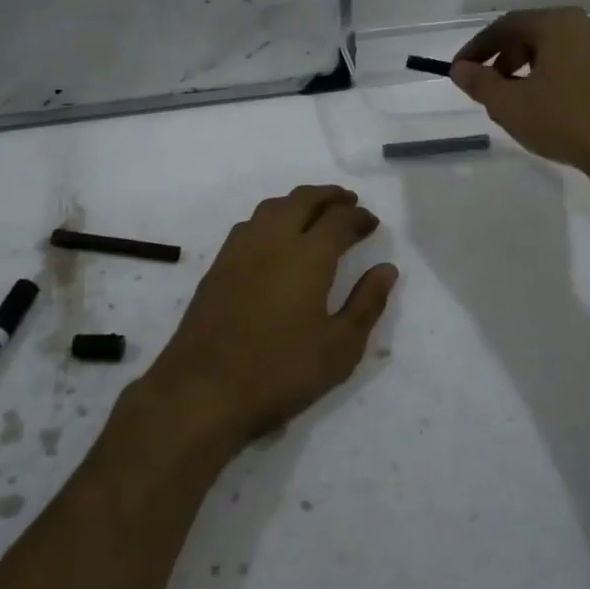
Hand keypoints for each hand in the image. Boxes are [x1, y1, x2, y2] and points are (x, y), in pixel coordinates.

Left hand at [141, 185, 398, 451]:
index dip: (358, 216)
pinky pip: (249, 225)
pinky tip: (275, 239)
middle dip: (329, 196)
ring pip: (272, 207)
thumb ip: (366, 304)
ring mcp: (239, 251)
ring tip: (314, 214)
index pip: (338, 219)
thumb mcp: (340, 348)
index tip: (372, 223)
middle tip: (348, 203)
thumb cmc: (280, 373)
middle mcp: (272, 241)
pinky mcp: (217, 267)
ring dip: (298, 202)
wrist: (202, 391)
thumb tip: (386, 269)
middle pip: (302, 200)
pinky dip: (271, 218)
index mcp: (308, 256)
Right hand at [450, 8, 589, 179]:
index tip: (461, 69)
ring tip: (521, 101)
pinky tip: (556, 107)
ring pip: (562, 52)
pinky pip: (584, 67)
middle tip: (490, 88)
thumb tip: (460, 69)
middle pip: (537, 35)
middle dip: (506, 60)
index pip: (507, 26)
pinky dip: (562, 79)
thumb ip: (480, 83)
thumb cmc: (563, 121)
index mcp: (560, 24)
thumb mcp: (509, 105)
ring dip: (534, 70)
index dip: (478, 47)